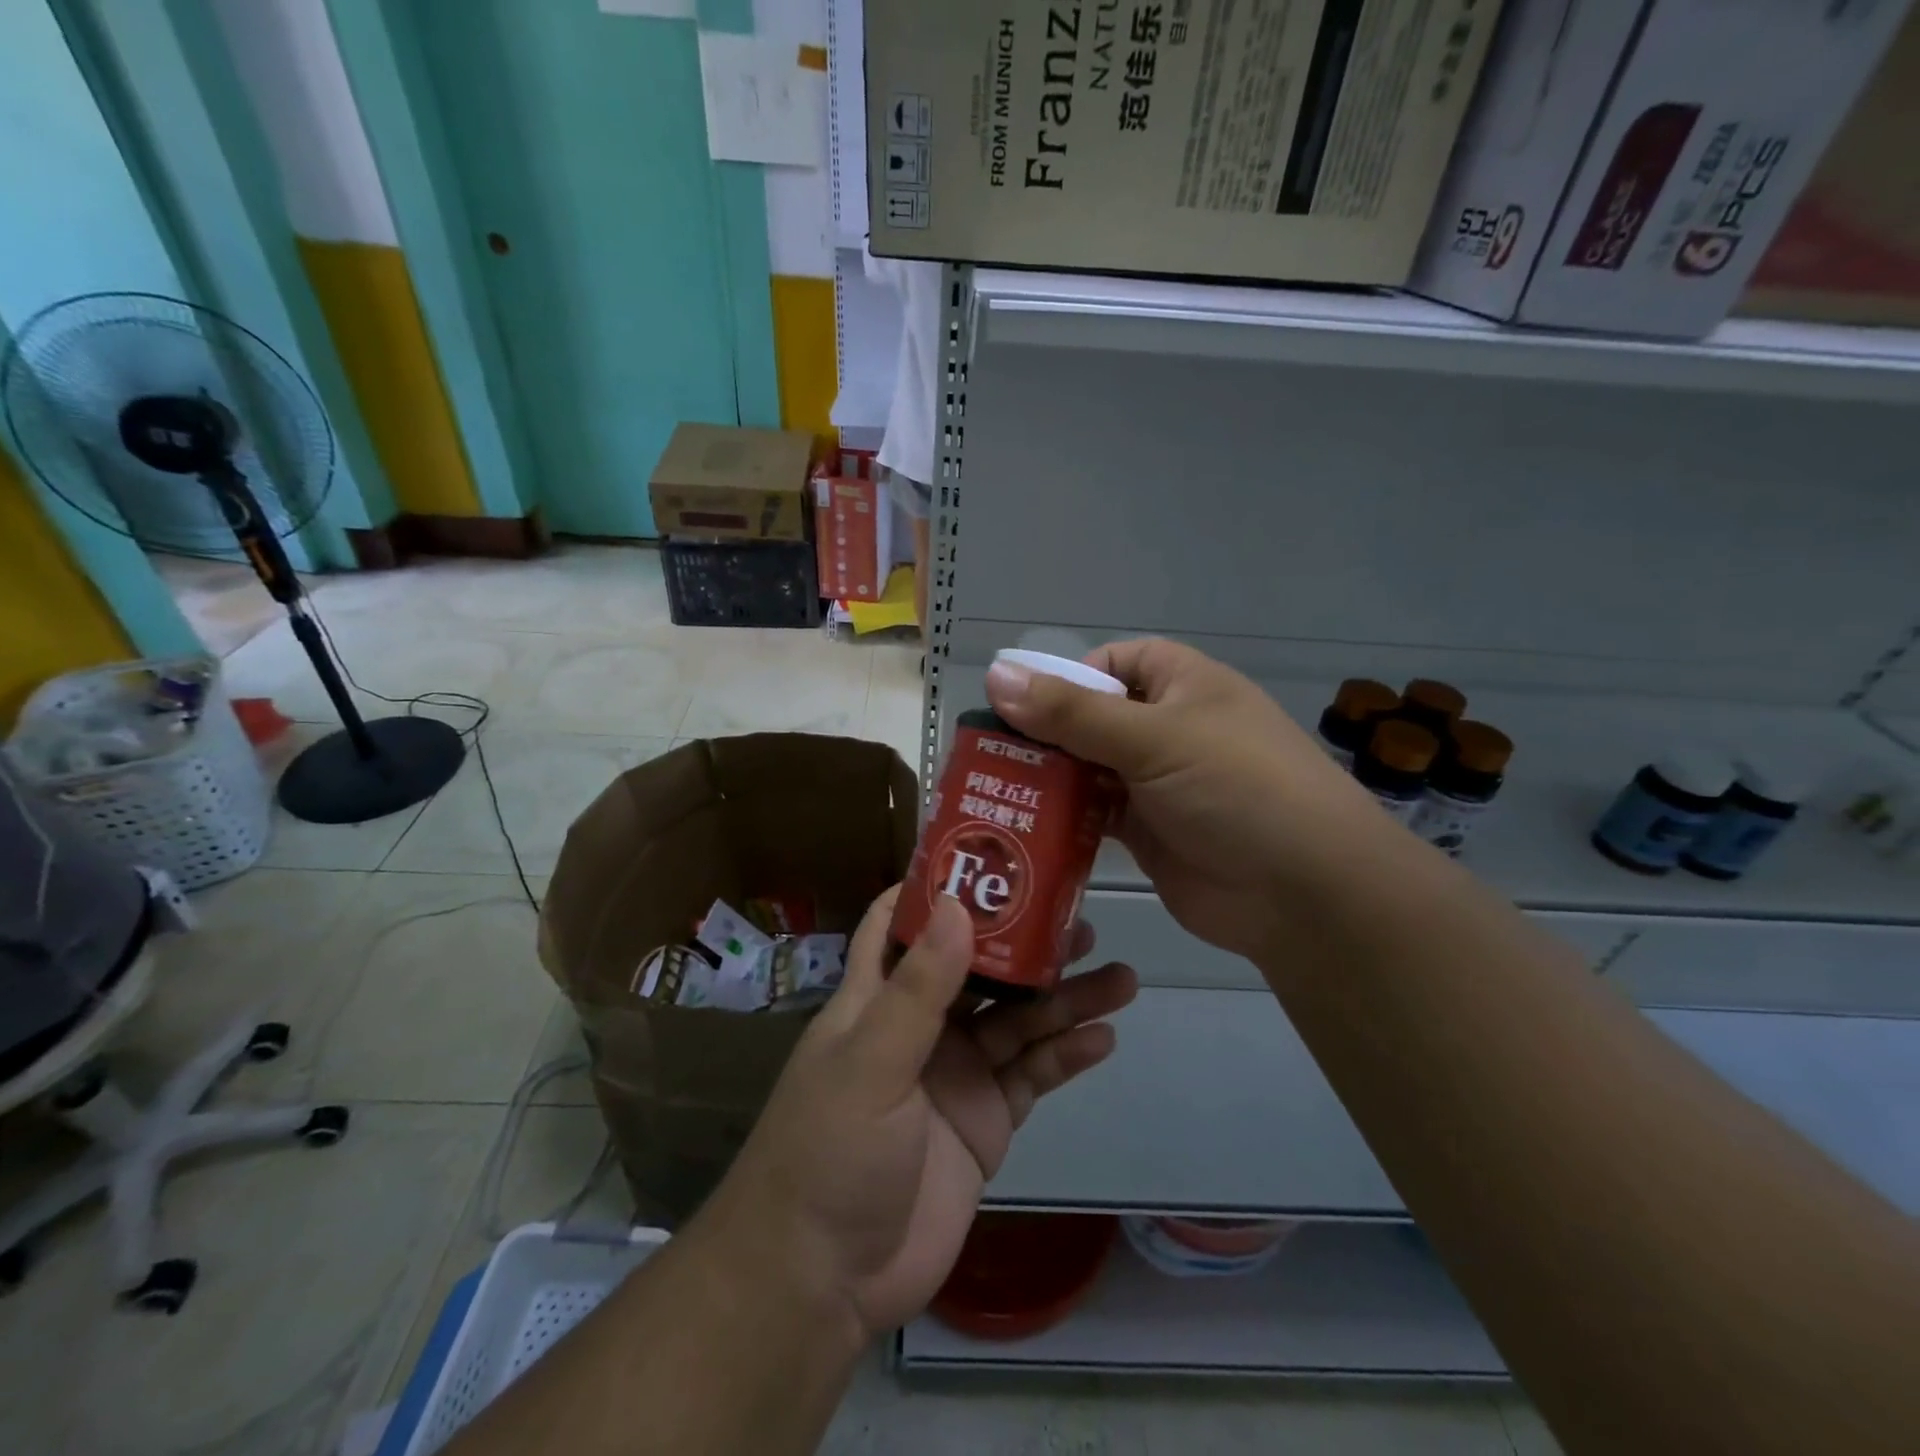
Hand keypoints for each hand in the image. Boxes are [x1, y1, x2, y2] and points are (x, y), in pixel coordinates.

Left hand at [701, 888, 1136, 1338]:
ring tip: (1120, 976)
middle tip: (1083, 919)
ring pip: (1019, 1021)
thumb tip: (958, 903)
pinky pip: (1033, 1076)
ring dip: (1065, 1000)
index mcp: (877, 998)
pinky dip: (1066, 1056)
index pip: (901, 924)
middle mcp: (921, 1026)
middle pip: (981, 969)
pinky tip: (1104, 1037)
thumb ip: (918, 988)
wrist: (826, 1279)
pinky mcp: (986, 1121)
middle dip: (1027, 944)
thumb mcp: (870, 1062)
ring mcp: (957, 1073)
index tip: (988, 855)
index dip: (938, 888)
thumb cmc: (830, 1152)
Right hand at [986, 638, 1392, 959]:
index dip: (1071, 676)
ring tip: (991, 789)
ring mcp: (1158, 785)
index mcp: (1184, 686)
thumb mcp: (1155, 739)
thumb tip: (996, 673)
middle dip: (1046, 733)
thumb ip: (1072, 713)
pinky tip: (1023, 826)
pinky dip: (1064, 819)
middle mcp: (1169, 730)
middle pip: (1093, 718)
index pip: (1116, 663)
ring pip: (1089, 770)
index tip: (1025, 705)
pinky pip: (1094, 816)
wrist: (1305, 896)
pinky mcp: (1147, 834)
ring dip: (1049, 779)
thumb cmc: (1237, 790)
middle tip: (986, 753)